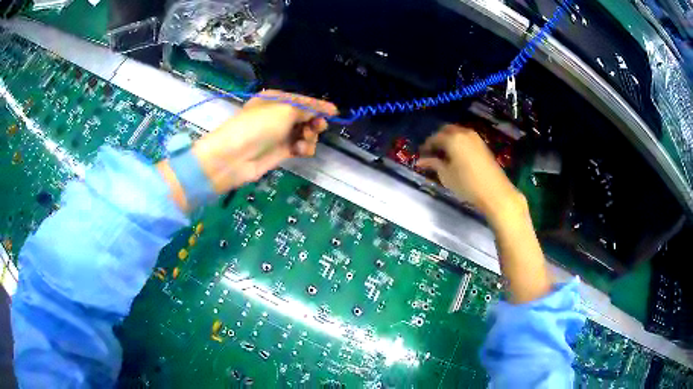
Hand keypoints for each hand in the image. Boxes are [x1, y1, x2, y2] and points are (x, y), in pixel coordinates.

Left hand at [193, 90, 336, 192]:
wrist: (234, 157)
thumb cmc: (259, 126)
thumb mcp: (285, 110)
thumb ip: (307, 109)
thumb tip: (322, 111)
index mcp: (276, 99)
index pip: (302, 100)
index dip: (319, 106)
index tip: (335, 112)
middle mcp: (278, 115)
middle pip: (305, 116)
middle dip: (314, 121)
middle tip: (317, 127)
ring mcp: (279, 134)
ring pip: (305, 133)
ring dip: (309, 136)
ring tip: (304, 140)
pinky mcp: (280, 151)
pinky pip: (300, 147)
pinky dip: (304, 148)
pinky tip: (300, 150)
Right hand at [416, 125, 523, 222]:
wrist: (495, 192)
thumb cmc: (467, 184)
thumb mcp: (446, 175)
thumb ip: (433, 164)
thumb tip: (420, 161)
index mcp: (452, 139)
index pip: (434, 138)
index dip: (426, 146)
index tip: (421, 155)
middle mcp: (463, 133)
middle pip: (446, 130)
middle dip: (438, 138)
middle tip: (432, 151)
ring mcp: (475, 138)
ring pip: (457, 132)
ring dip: (449, 139)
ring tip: (444, 154)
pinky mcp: (483, 145)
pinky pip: (466, 138)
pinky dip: (458, 142)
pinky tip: (456, 155)